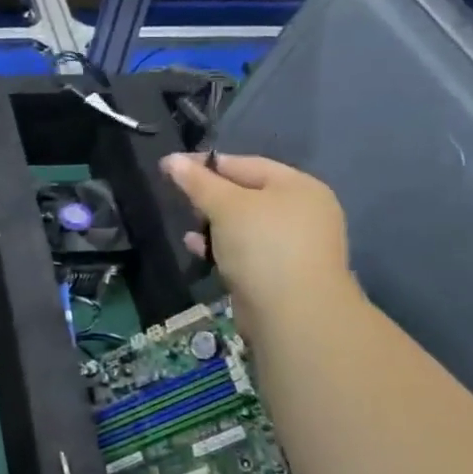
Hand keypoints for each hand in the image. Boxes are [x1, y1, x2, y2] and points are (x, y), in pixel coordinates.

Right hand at [160, 153, 353, 329]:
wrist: (294, 314)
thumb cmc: (262, 245)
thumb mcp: (225, 205)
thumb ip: (197, 181)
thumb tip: (171, 159)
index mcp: (297, 187)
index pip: (245, 164)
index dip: (206, 164)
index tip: (171, 168)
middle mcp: (302, 212)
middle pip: (245, 194)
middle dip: (210, 197)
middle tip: (181, 199)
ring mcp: (294, 245)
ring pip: (243, 225)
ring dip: (213, 225)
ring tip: (188, 227)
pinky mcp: (281, 273)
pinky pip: (246, 250)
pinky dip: (222, 247)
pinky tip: (197, 249)